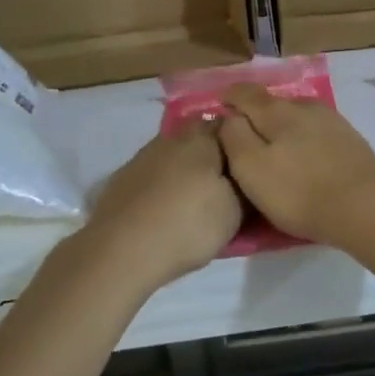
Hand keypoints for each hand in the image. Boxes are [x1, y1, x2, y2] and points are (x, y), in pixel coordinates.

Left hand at [79, 122, 241, 290]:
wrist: (121, 251)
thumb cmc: (188, 225)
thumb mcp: (235, 211)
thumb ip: (244, 187)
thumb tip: (247, 176)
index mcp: (202, 138)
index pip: (230, 124)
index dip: (243, 141)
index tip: (252, 161)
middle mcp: (171, 138)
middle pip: (199, 137)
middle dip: (213, 155)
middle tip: (227, 181)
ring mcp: (142, 157)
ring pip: (173, 155)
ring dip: (185, 170)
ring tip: (196, 199)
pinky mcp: (122, 180)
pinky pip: (153, 175)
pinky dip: (162, 186)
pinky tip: (166, 208)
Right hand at [218, 84, 374, 247]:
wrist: (367, 208)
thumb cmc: (300, 191)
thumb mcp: (251, 168)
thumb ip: (233, 137)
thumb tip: (227, 117)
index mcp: (276, 110)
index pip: (244, 92)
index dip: (227, 99)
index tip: (218, 112)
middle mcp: (305, 105)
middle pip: (271, 103)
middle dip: (255, 116)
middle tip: (243, 141)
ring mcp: (332, 121)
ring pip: (296, 117)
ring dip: (282, 129)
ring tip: (275, 153)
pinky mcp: (350, 140)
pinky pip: (316, 132)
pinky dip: (304, 140)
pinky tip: (305, 160)